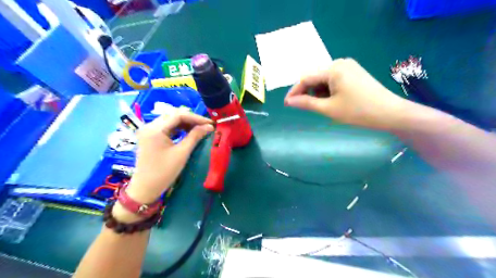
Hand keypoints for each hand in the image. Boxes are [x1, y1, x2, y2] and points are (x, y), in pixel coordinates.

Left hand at [121, 109, 213, 209]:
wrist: (145, 188)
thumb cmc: (164, 172)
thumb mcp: (182, 153)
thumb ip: (195, 136)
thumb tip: (209, 126)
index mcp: (155, 129)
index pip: (178, 115)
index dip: (196, 117)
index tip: (210, 123)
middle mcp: (149, 126)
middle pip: (173, 115)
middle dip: (191, 119)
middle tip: (206, 125)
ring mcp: (148, 131)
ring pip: (170, 120)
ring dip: (185, 123)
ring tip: (199, 128)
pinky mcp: (150, 136)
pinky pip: (166, 127)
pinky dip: (178, 128)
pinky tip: (188, 132)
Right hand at [282, 57, 410, 131]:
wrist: (390, 113)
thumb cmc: (358, 111)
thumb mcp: (328, 108)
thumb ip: (306, 103)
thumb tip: (289, 102)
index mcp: (333, 68)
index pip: (306, 78)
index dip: (295, 91)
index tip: (287, 104)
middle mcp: (340, 62)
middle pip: (314, 77)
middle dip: (307, 92)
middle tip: (303, 107)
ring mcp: (348, 67)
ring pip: (323, 79)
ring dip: (317, 92)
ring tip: (321, 106)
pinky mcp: (354, 73)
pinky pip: (333, 80)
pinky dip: (327, 90)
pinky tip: (331, 100)